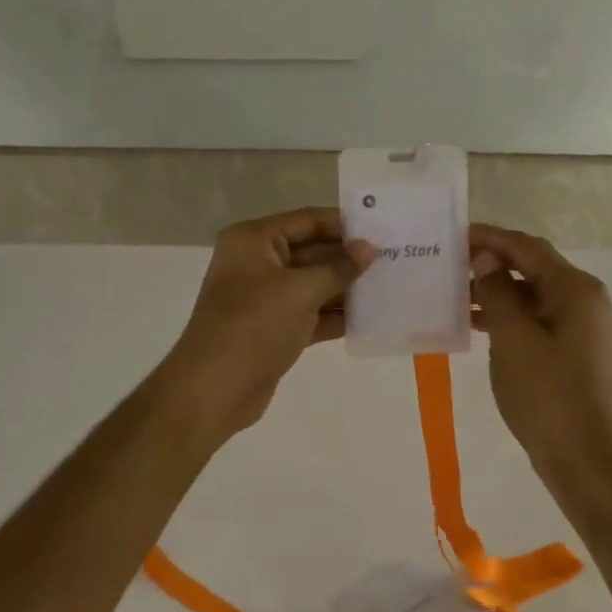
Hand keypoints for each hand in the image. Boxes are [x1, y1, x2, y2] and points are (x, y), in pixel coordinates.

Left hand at [153, 208, 375, 442]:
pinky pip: (312, 313)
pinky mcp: (276, 329)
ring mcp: (267, 298)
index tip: (383, 230)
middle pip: (313, 251)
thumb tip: (370, 249)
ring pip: (315, 284)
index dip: (344, 225)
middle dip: (350, 258)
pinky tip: (372, 317)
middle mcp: (259, 263)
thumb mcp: (299, 291)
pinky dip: (337, 316)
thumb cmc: (253, 326)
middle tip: (396, 259)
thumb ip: (338, 268)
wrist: (214, 390)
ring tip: (392, 286)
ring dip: (348, 288)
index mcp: (254, 241)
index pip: (307, 221)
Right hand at [469, 224, 611, 486]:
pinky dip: (507, 315)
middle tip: (450, 262)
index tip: (455, 233)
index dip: (491, 237)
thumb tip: (487, 258)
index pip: (528, 248)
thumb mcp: (513, 338)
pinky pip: (535, 318)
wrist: (582, 456)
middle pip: (532, 267)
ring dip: (496, 290)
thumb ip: (498, 292)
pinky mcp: (572, 349)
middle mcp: (584, 300)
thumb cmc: (546, 394)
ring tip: (454, 293)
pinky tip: (476, 323)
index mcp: (575, 290)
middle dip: (491, 262)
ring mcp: (581, 326)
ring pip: (532, 294)